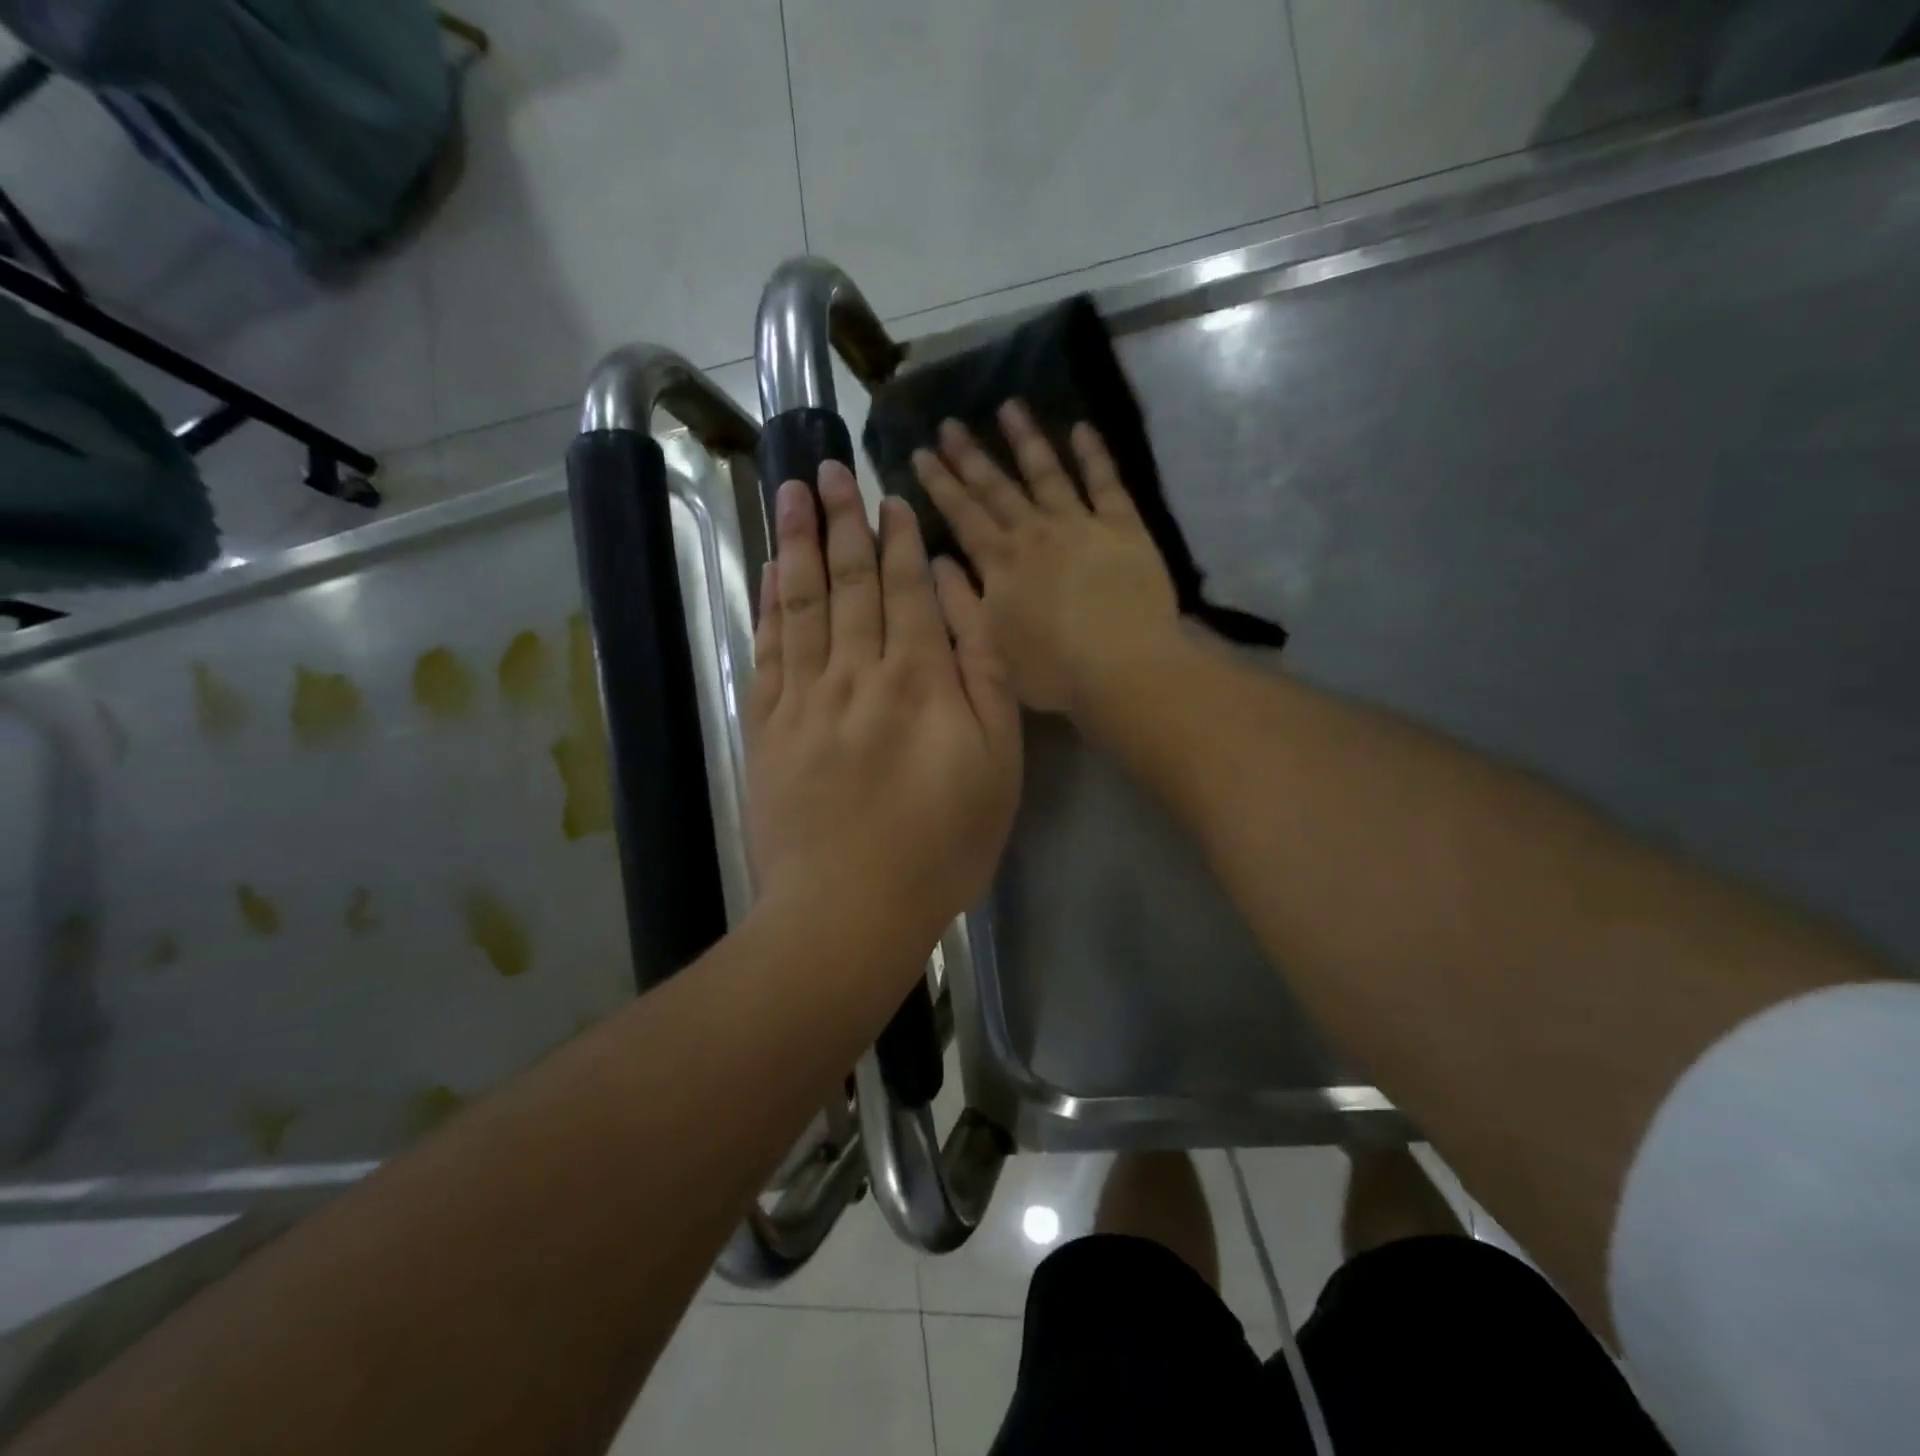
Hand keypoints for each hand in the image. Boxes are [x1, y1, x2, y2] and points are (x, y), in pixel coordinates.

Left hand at [746, 463, 1020, 949]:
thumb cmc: (942, 842)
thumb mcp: (998, 761)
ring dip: (799, 543)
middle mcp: (857, 671)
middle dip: (842, 520)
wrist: (850, 907)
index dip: (897, 540)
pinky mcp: (768, 726)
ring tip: (792, 492)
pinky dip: (769, 604)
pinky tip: (772, 570)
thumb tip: (955, 594)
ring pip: (802, 602)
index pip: (906, 589)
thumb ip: (982, 669)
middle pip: (850, 581)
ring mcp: (805, 697)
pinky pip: (768, 649)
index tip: (887, 497)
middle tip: (828, 468)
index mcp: (919, 677)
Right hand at [911, 401, 1179, 713]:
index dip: (940, 484)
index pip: (963, 515)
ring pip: (1047, 473)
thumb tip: (936, 560)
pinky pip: (1106, 482)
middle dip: (970, 455)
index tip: (920, 453)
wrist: (1121, 668)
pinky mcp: (1123, 527)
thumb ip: (960, 602)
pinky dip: (1093, 453)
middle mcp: (1034, 533)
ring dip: (1025, 440)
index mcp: (1000, 563)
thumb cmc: (1052, 669)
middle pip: (997, 488)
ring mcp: (1080, 525)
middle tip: (950, 423)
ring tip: (1009, 407)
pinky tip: (1081, 427)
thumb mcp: (990, 647)